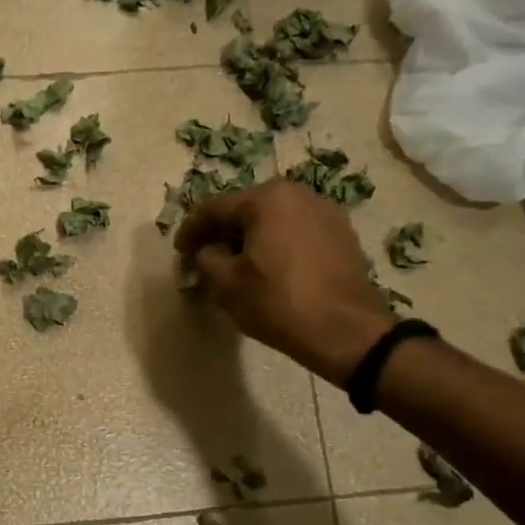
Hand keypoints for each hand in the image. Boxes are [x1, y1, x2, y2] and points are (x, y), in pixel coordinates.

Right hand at [173, 180, 396, 387]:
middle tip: (205, 256)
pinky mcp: (343, 234)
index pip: (214, 208)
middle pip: (246, 209)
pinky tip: (271, 269)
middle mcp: (298, 194)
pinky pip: (297, 232)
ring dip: (251, 238)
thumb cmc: (278, 302)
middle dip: (222, 232)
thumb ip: (206, 258)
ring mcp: (326, 212)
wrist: (346, 331)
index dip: (191, 230)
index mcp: (266, 199)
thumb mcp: (225, 284)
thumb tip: (206, 251)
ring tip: (238, 264)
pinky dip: (278, 245)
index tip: (179, 252)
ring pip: (274, 219)